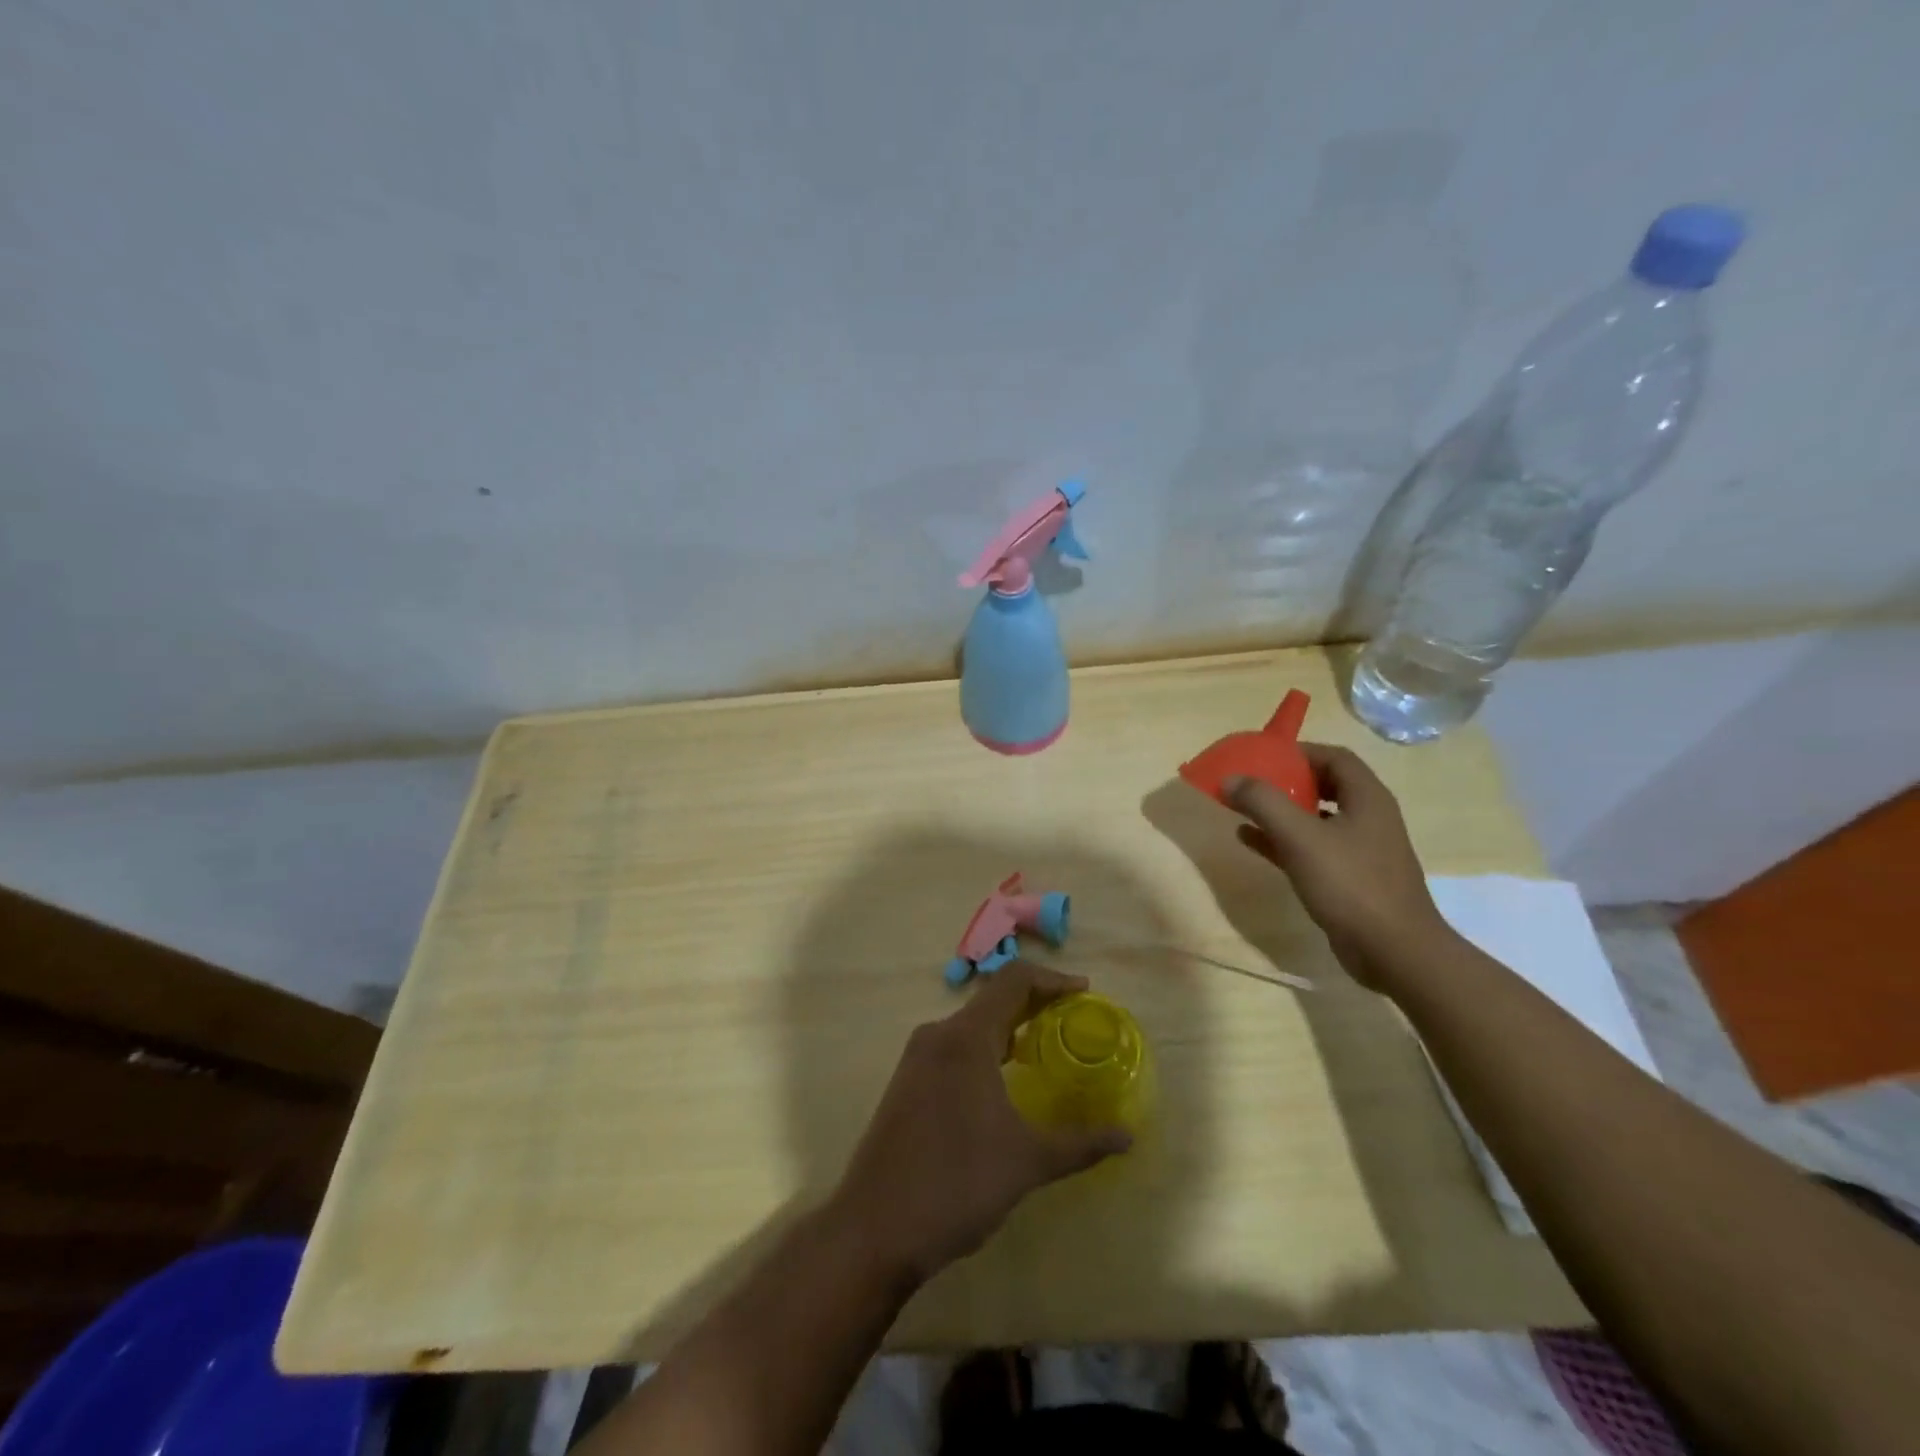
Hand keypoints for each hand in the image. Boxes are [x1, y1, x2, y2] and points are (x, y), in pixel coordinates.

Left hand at [829, 962, 1131, 1287]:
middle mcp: (938, 1035)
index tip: (1085, 995)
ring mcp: (917, 1059)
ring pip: (971, 1024)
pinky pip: (954, 1047)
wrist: (874, 1229)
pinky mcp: (907, 1083)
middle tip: (1072, 1022)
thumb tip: (1128, 1136)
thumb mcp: (1028, 1162)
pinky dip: (986, 1048)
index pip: (1013, 980)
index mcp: (965, 1037)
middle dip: (1035, 1003)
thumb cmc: (956, 1184)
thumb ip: (1081, 1143)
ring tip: (1044, 1049)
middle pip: (992, 998)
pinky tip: (1003, 1081)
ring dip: (1009, 1027)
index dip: (1053, 979)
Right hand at [1224, 743, 1451, 990]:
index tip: (1262, 756)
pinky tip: (1250, 841)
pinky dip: (1282, 840)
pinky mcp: (1349, 878)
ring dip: (1281, 811)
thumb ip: (1264, 803)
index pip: (1334, 757)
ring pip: (1315, 818)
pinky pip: (1311, 848)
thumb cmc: (1351, 885)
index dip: (1299, 751)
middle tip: (1249, 782)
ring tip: (1242, 808)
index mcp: (1367, 798)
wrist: (1395, 952)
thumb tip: (1231, 778)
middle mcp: (1368, 817)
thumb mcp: (1301, 838)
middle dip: (1285, 781)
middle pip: (1324, 785)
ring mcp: (1360, 850)